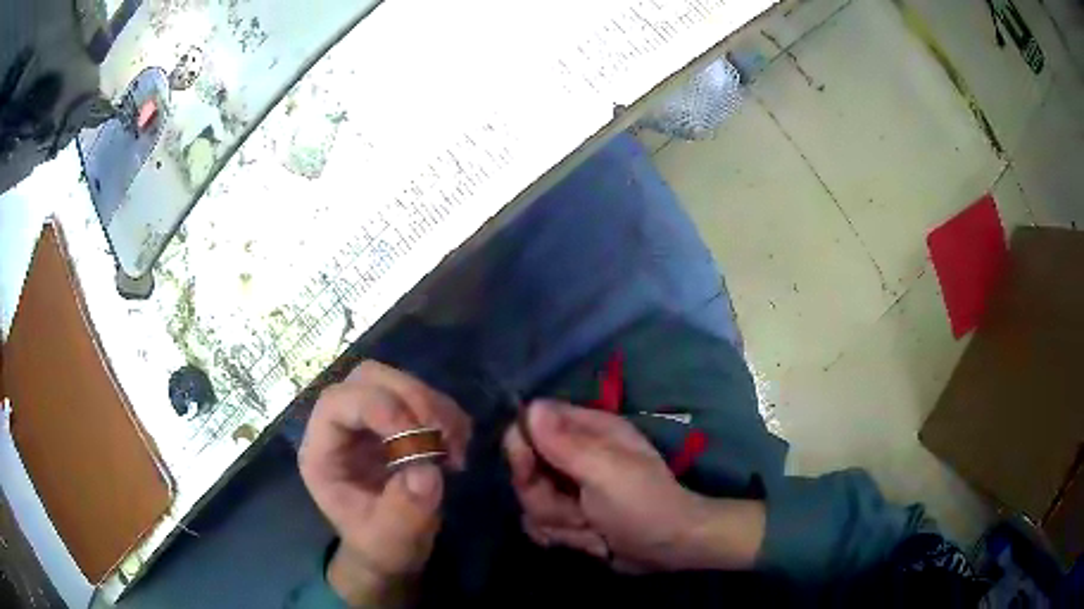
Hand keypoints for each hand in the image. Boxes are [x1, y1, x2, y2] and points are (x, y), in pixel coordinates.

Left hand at [299, 361, 470, 605]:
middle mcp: (342, 426)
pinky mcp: (398, 421)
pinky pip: (423, 397)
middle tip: (442, 436)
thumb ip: (404, 512)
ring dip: (434, 406)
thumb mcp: (389, 541)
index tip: (421, 439)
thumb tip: (427, 472)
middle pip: (368, 378)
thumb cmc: (380, 546)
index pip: (338, 403)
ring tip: (455, 448)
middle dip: (411, 398)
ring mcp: (370, 420)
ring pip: (398, 381)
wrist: (393, 550)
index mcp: (323, 451)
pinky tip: (458, 446)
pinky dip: (446, 413)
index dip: (379, 408)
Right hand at [504, 400, 764, 573]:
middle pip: (525, 470)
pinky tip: (590, 541)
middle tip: (578, 513)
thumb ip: (565, 443)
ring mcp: (570, 487)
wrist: (669, 548)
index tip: (529, 472)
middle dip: (546, 500)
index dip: (522, 448)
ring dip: (560, 523)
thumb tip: (530, 407)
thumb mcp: (606, 472)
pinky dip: (561, 536)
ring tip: (593, 529)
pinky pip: (540, 523)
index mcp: (588, 430)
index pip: (531, 423)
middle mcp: (575, 454)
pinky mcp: (569, 515)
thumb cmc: (644, 506)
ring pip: (532, 502)